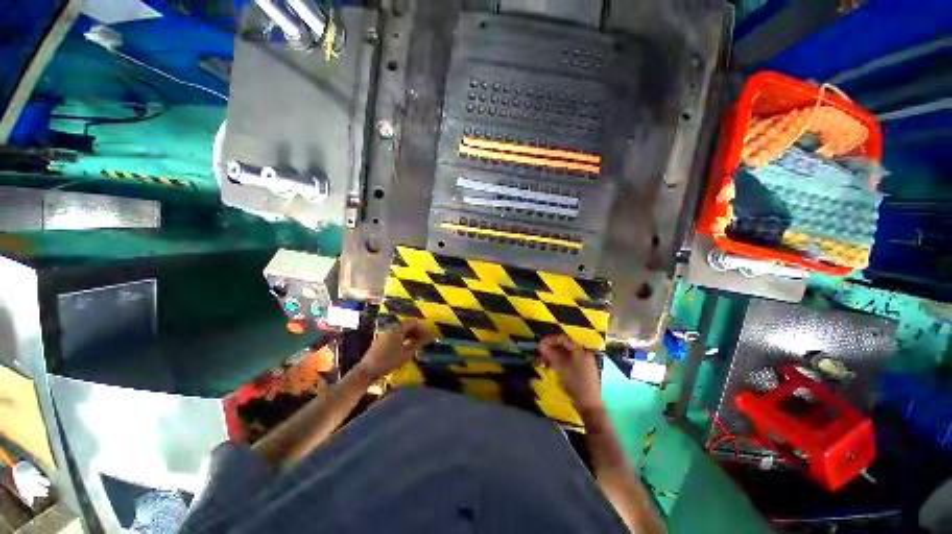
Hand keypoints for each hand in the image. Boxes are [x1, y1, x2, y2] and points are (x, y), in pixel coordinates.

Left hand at [358, 320, 433, 379]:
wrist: (367, 371)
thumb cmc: (388, 361)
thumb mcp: (406, 354)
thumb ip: (417, 344)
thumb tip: (428, 337)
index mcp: (397, 330)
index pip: (412, 322)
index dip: (421, 326)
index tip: (428, 333)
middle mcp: (390, 329)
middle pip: (406, 326)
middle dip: (416, 331)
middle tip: (424, 339)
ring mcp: (384, 335)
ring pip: (400, 331)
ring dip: (410, 335)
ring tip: (417, 343)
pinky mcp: (381, 341)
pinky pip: (395, 336)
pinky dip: (403, 339)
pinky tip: (406, 347)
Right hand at [537, 335, 603, 412]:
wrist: (588, 404)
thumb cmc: (575, 382)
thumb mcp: (561, 366)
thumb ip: (551, 353)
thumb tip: (541, 345)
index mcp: (580, 350)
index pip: (562, 339)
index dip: (549, 340)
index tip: (539, 345)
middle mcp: (582, 353)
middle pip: (563, 346)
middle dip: (549, 349)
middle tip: (539, 354)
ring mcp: (581, 363)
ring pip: (563, 355)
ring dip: (551, 357)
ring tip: (542, 363)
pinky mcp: (579, 371)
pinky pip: (566, 362)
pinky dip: (557, 363)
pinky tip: (549, 368)